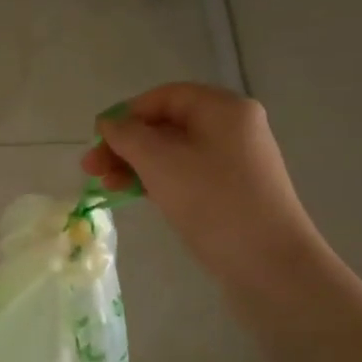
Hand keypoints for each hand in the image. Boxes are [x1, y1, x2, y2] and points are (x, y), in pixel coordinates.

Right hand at [81, 82, 322, 293]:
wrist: (270, 265)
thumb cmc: (212, 202)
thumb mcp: (160, 162)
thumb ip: (127, 136)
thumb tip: (109, 123)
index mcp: (223, 108)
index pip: (164, 97)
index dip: (126, 114)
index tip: (96, 141)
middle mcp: (233, 127)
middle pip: (167, 124)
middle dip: (126, 144)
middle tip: (91, 169)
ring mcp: (236, 161)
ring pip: (174, 152)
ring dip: (137, 164)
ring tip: (107, 186)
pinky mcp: (233, 191)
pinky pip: (187, 174)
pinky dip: (158, 180)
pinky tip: (135, 195)